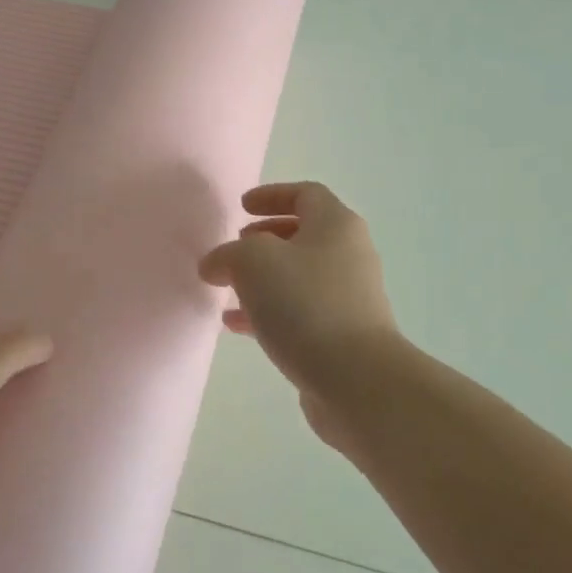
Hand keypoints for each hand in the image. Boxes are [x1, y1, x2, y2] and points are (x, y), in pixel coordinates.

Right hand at [199, 182, 399, 451]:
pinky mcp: (342, 335)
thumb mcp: (252, 262)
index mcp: (336, 225)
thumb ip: (227, 254)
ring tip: (228, 289)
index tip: (241, 207)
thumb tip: (215, 265)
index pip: (306, 194)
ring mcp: (349, 297)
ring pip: (298, 276)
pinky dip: (268, 311)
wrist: (356, 378)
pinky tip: (237, 326)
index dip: (272, 195)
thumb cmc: (305, 303)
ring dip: (262, 278)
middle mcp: (349, 255)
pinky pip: (300, 311)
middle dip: (265, 238)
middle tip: (235, 247)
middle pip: (304, 235)